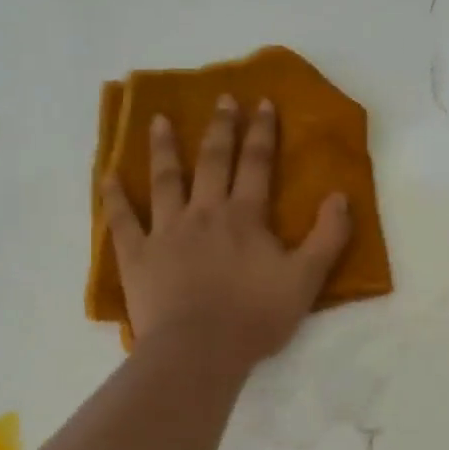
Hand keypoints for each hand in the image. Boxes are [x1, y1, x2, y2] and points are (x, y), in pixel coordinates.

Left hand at [101, 96, 351, 366]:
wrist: (199, 350)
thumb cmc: (255, 316)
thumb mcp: (306, 279)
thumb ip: (328, 236)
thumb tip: (340, 195)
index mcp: (244, 216)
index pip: (256, 164)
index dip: (261, 132)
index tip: (261, 102)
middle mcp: (204, 212)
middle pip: (213, 161)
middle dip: (220, 128)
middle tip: (221, 99)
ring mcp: (166, 232)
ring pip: (165, 180)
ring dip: (164, 148)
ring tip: (160, 120)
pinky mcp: (137, 256)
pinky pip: (122, 221)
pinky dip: (115, 198)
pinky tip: (108, 176)